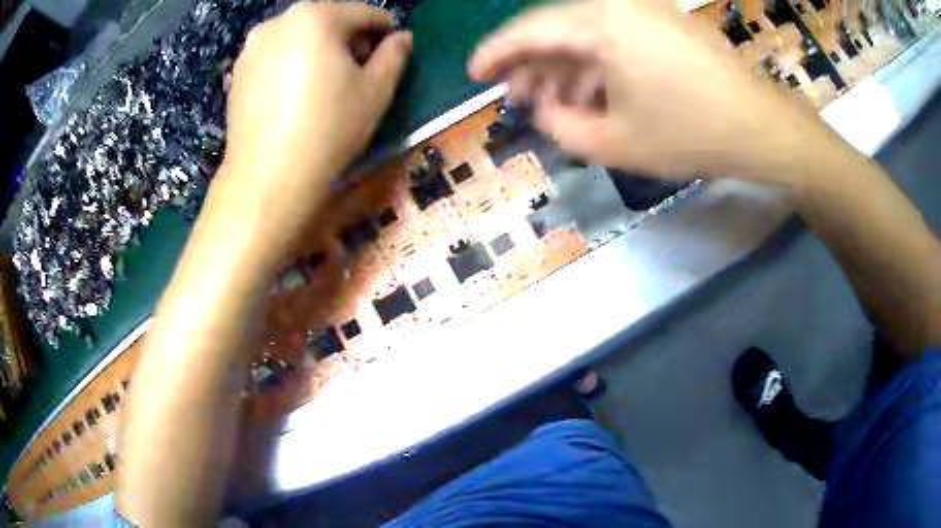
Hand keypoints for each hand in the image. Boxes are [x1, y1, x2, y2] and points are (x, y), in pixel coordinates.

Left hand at [223, 3, 411, 223]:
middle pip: (329, 20)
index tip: (392, 54)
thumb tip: (402, 37)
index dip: (385, 32)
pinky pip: (276, 56)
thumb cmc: (328, 129)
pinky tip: (296, 96)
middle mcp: (279, 21)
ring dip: (320, 51)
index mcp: (317, 16)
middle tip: (358, 73)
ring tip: (325, 86)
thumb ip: (395, 54)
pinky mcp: (238, 72)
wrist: (267, 178)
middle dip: (349, 41)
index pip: (365, 13)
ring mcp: (252, 46)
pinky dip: (292, 65)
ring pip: (300, 37)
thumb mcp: (376, 90)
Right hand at [469, 0, 845, 186]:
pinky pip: (619, 41)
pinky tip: (596, 96)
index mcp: (602, 22)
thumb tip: (543, 112)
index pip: (530, 30)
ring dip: (567, 69)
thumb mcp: (615, 142)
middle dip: (532, 65)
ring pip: (589, 36)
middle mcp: (621, 5)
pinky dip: (600, 67)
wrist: (764, 130)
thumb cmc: (691, 134)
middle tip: (517, 98)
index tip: (474, 74)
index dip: (496, 53)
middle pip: (558, 29)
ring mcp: (649, 13)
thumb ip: (561, 127)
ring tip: (555, 105)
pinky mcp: (668, 27)